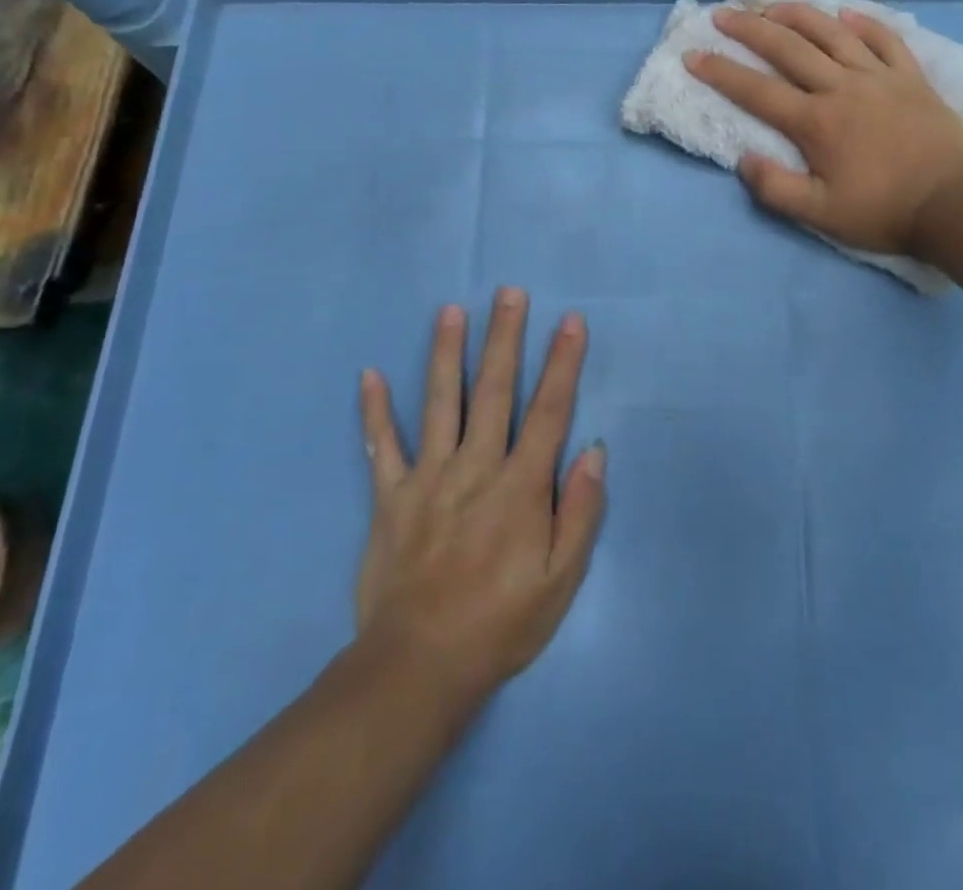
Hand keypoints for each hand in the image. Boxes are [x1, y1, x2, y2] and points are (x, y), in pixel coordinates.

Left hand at [356, 290, 605, 706]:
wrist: (418, 668)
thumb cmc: (500, 624)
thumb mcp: (561, 581)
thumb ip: (581, 512)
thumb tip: (594, 451)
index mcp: (520, 487)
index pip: (548, 411)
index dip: (562, 363)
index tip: (570, 321)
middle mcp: (475, 468)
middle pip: (494, 390)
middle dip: (505, 338)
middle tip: (509, 293)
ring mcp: (428, 479)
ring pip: (440, 403)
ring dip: (446, 354)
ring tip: (450, 311)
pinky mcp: (390, 498)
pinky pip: (381, 447)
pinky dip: (374, 411)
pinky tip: (368, 374)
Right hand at [685, 2, 962, 256]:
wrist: (955, 204)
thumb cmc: (883, 211)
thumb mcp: (820, 214)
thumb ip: (776, 188)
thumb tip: (744, 160)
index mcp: (816, 122)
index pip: (756, 91)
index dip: (720, 72)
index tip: (693, 55)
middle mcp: (842, 88)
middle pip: (789, 50)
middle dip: (750, 30)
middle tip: (723, 15)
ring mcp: (880, 78)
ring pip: (833, 35)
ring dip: (799, 16)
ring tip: (773, 5)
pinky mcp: (911, 78)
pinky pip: (885, 40)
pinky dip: (864, 24)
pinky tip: (846, 14)